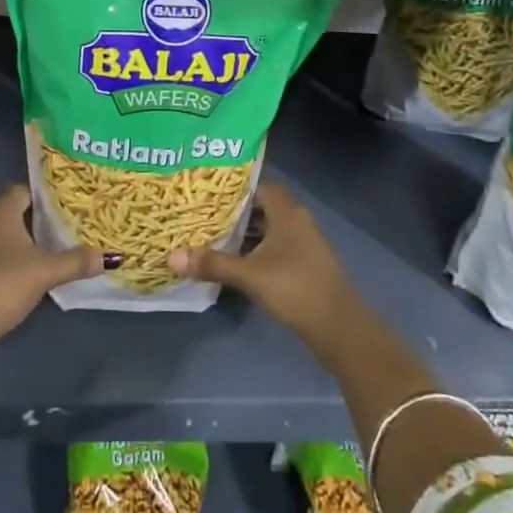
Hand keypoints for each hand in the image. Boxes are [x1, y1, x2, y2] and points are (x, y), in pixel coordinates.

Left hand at [0, 184, 101, 347]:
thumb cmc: (4, 283)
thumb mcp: (46, 272)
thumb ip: (76, 261)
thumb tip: (110, 256)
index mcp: (0, 209)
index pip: (24, 189)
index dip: (44, 196)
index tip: (65, 204)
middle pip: (10, 209)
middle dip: (32, 217)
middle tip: (60, 226)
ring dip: (15, 238)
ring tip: (42, 248)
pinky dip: (2, 255)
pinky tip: (19, 270)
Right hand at [167, 184, 357, 346]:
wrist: (340, 327)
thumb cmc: (295, 288)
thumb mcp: (249, 275)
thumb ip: (212, 263)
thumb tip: (172, 256)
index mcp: (287, 211)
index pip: (258, 185)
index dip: (234, 187)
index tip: (207, 192)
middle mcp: (297, 219)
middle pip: (262, 206)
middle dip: (235, 211)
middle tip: (204, 214)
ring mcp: (305, 242)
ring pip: (270, 228)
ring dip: (246, 233)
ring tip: (214, 236)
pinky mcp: (307, 263)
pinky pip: (277, 245)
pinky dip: (258, 249)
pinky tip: (238, 262)